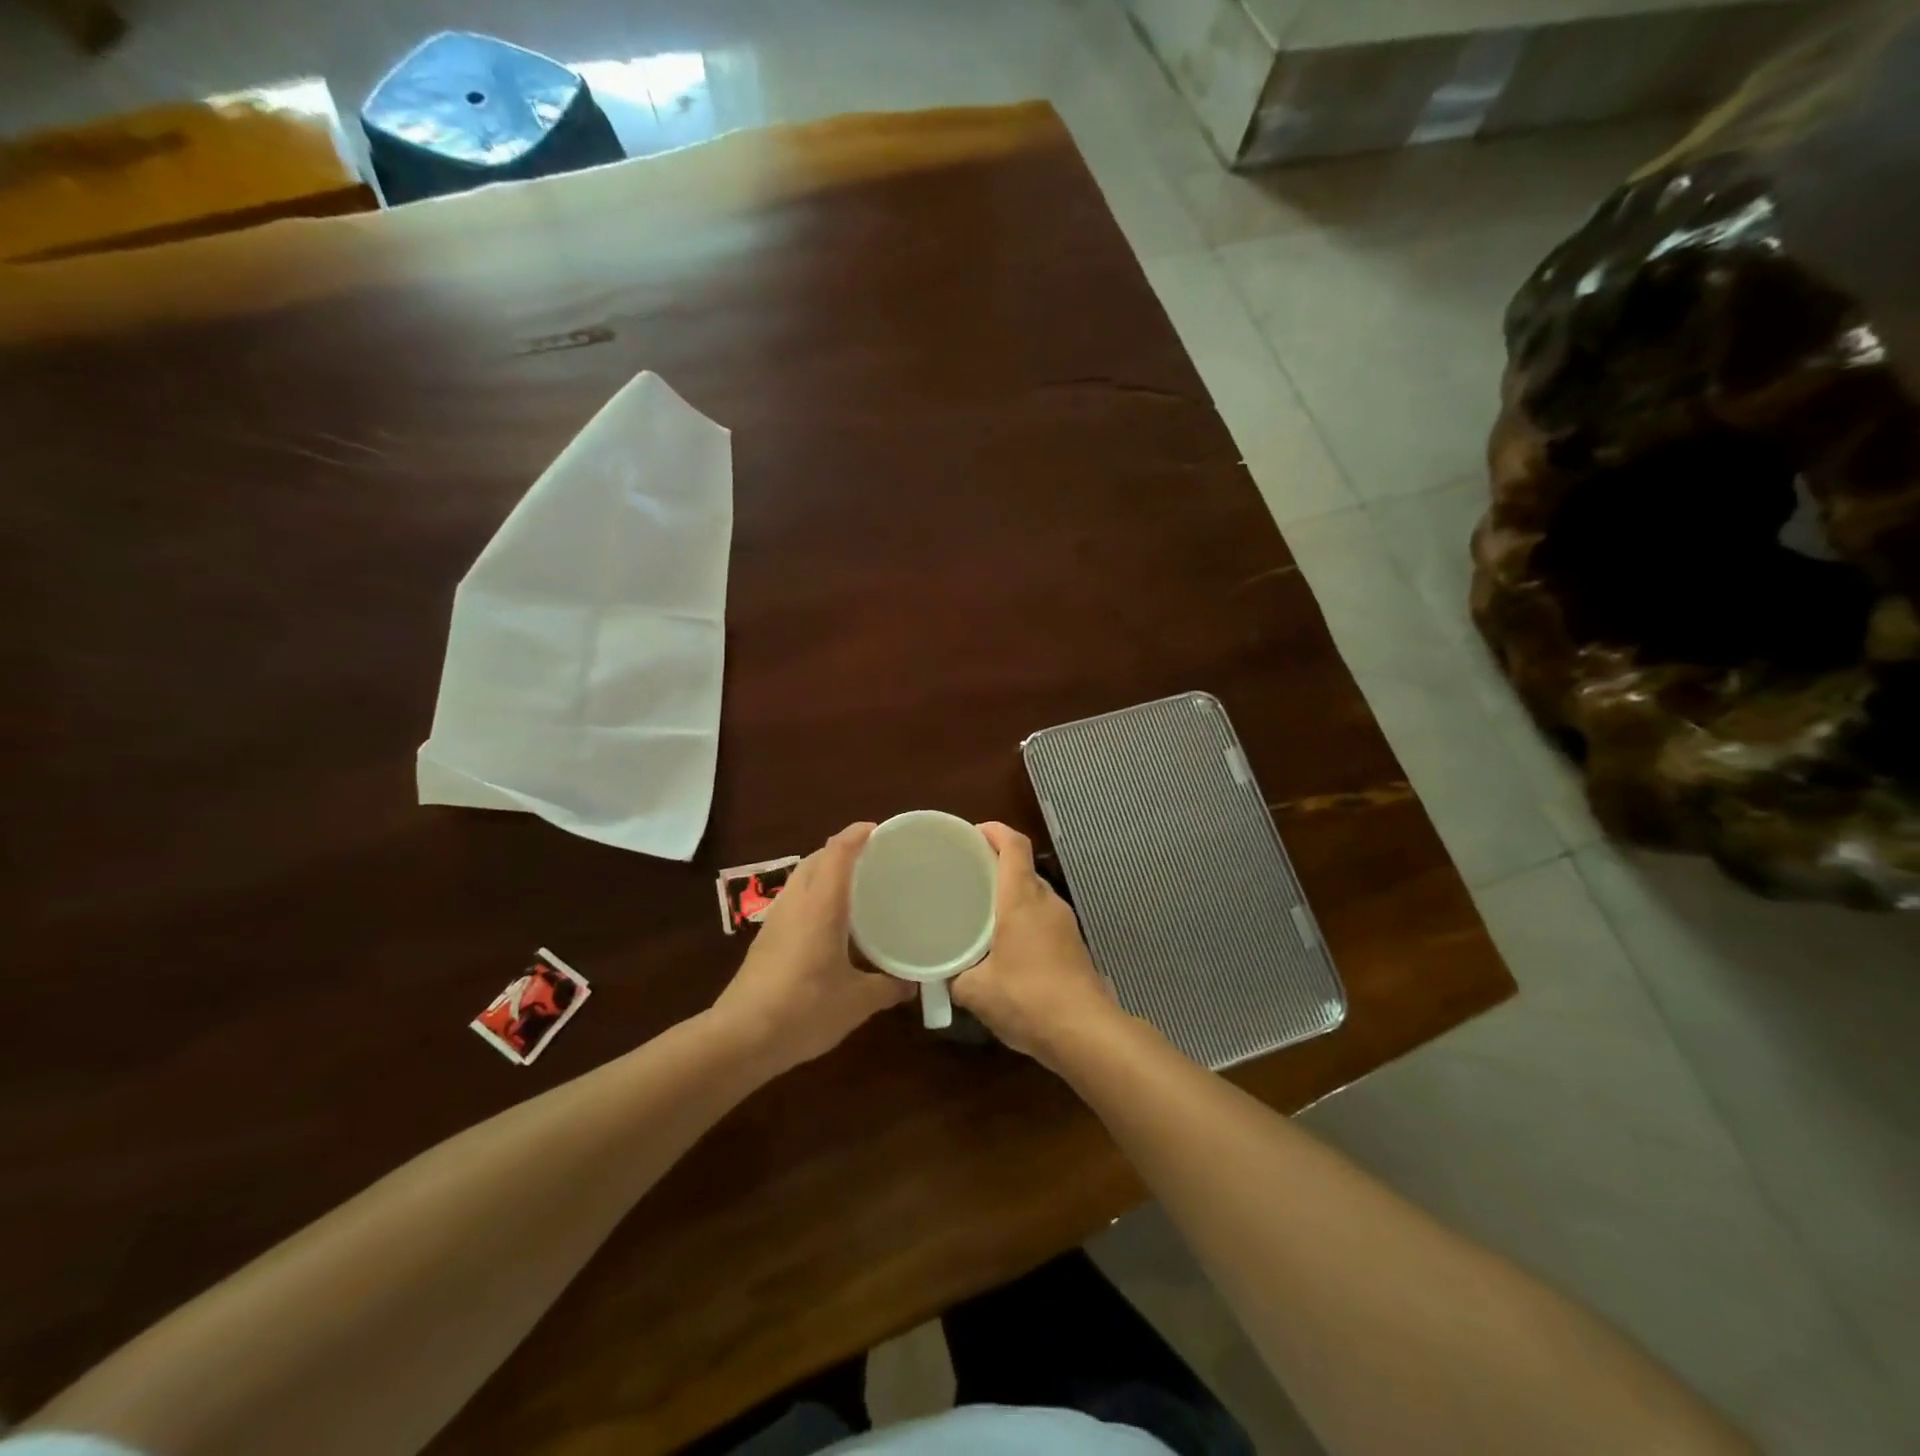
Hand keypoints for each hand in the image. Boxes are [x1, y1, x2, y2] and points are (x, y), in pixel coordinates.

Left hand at [711, 823, 913, 1074]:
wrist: (740, 1038)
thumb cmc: (804, 1009)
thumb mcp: (857, 1002)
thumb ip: (889, 987)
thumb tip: (913, 983)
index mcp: (821, 905)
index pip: (838, 852)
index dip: (857, 834)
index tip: (881, 830)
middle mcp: (796, 902)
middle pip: (817, 858)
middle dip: (843, 850)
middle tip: (875, 859)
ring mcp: (776, 919)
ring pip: (802, 877)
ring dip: (825, 871)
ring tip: (856, 887)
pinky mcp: (766, 938)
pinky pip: (794, 899)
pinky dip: (814, 894)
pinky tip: (830, 921)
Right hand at [952, 823, 1120, 1065]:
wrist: (1085, 1033)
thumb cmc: (1027, 999)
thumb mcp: (977, 991)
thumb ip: (956, 976)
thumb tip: (947, 974)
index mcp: (1022, 899)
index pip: (1014, 845)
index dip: (995, 831)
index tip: (973, 833)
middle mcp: (1047, 903)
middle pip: (1024, 869)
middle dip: (996, 867)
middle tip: (966, 877)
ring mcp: (1066, 924)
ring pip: (1035, 896)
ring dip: (1011, 898)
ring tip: (982, 913)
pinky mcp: (1074, 946)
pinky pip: (1044, 920)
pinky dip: (1024, 922)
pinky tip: (1006, 947)